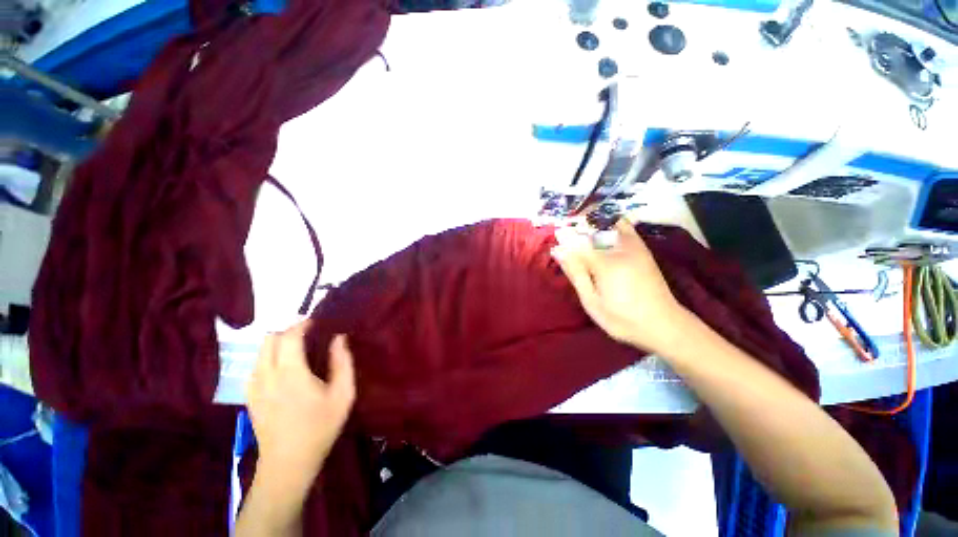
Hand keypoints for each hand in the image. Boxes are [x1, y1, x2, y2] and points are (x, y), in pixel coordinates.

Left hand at [246, 321, 355, 493]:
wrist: (288, 463)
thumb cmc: (320, 427)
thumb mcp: (343, 394)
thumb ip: (342, 362)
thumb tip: (339, 338)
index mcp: (290, 373)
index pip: (289, 336)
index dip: (302, 324)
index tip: (317, 322)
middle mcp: (266, 375)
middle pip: (269, 339)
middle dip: (289, 331)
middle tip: (309, 335)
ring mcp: (254, 386)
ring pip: (260, 351)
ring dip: (278, 343)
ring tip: (298, 350)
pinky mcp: (249, 396)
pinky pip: (257, 365)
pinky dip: (270, 357)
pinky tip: (285, 369)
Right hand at [551, 220, 688, 353]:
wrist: (663, 324)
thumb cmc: (622, 319)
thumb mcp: (592, 302)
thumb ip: (576, 274)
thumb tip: (558, 251)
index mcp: (605, 264)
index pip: (576, 241)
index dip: (563, 238)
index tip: (554, 239)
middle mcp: (620, 248)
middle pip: (590, 228)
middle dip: (575, 228)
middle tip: (565, 236)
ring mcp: (633, 246)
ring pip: (606, 223)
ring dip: (590, 225)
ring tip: (580, 233)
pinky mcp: (641, 249)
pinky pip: (623, 227)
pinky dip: (609, 224)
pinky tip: (600, 232)